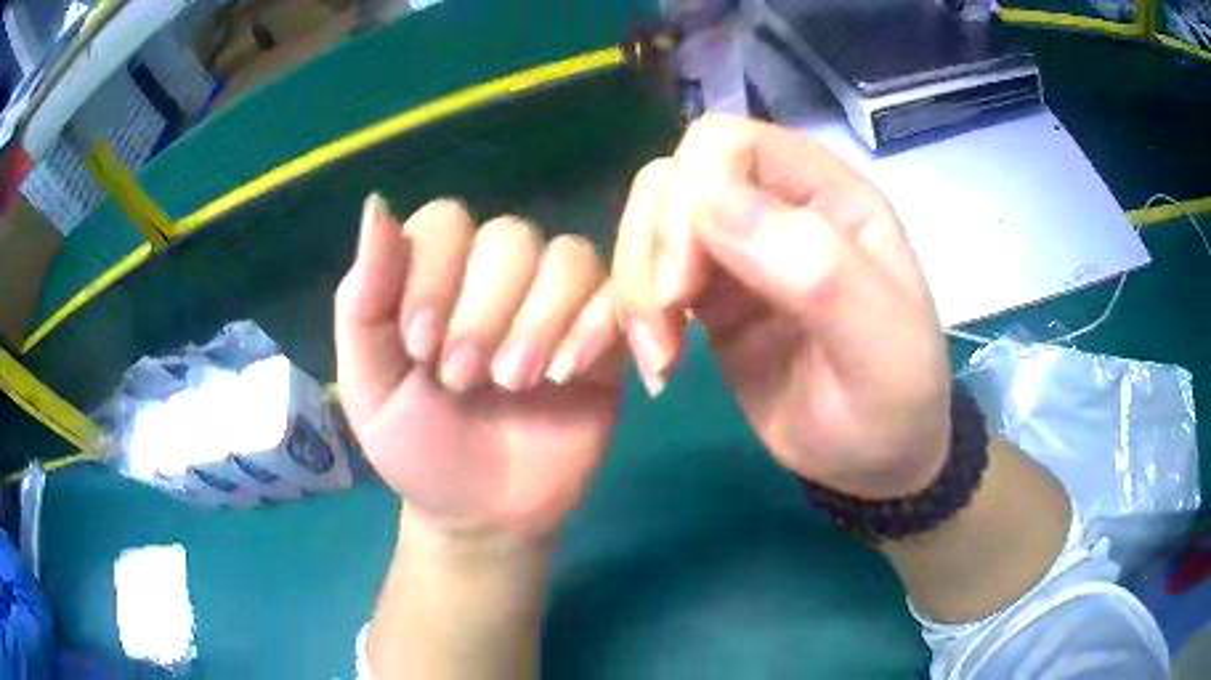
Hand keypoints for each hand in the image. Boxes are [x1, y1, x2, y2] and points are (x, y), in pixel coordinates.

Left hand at [336, 196, 623, 539]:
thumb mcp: (369, 384)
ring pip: (567, 256)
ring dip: (538, 319)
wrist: (482, 513)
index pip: (447, 221)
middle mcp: (496, 277)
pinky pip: (615, 295)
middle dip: (485, 309)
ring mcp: (553, 304)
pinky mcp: (602, 337)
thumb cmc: (418, 448)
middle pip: (511, 235)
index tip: (420, 345)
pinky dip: (591, 327)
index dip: (436, 272)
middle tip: (463, 379)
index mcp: (436, 277)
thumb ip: (364, 300)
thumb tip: (377, 206)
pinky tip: (564, 374)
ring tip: (514, 384)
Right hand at [613, 116, 950, 498]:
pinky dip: (634, 311)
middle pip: (673, 179)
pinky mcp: (711, 296)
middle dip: (652, 248)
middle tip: (665, 328)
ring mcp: (739, 250)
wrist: (874, 462)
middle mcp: (777, 206)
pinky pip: (648, 275)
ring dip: (637, 284)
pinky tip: (657, 361)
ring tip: (659, 355)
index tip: (689, 285)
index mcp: (828, 194)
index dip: (692, 196)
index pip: (728, 143)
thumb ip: (816, 267)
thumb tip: (711, 203)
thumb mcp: (879, 345)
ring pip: (650, 222)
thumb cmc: (893, 403)